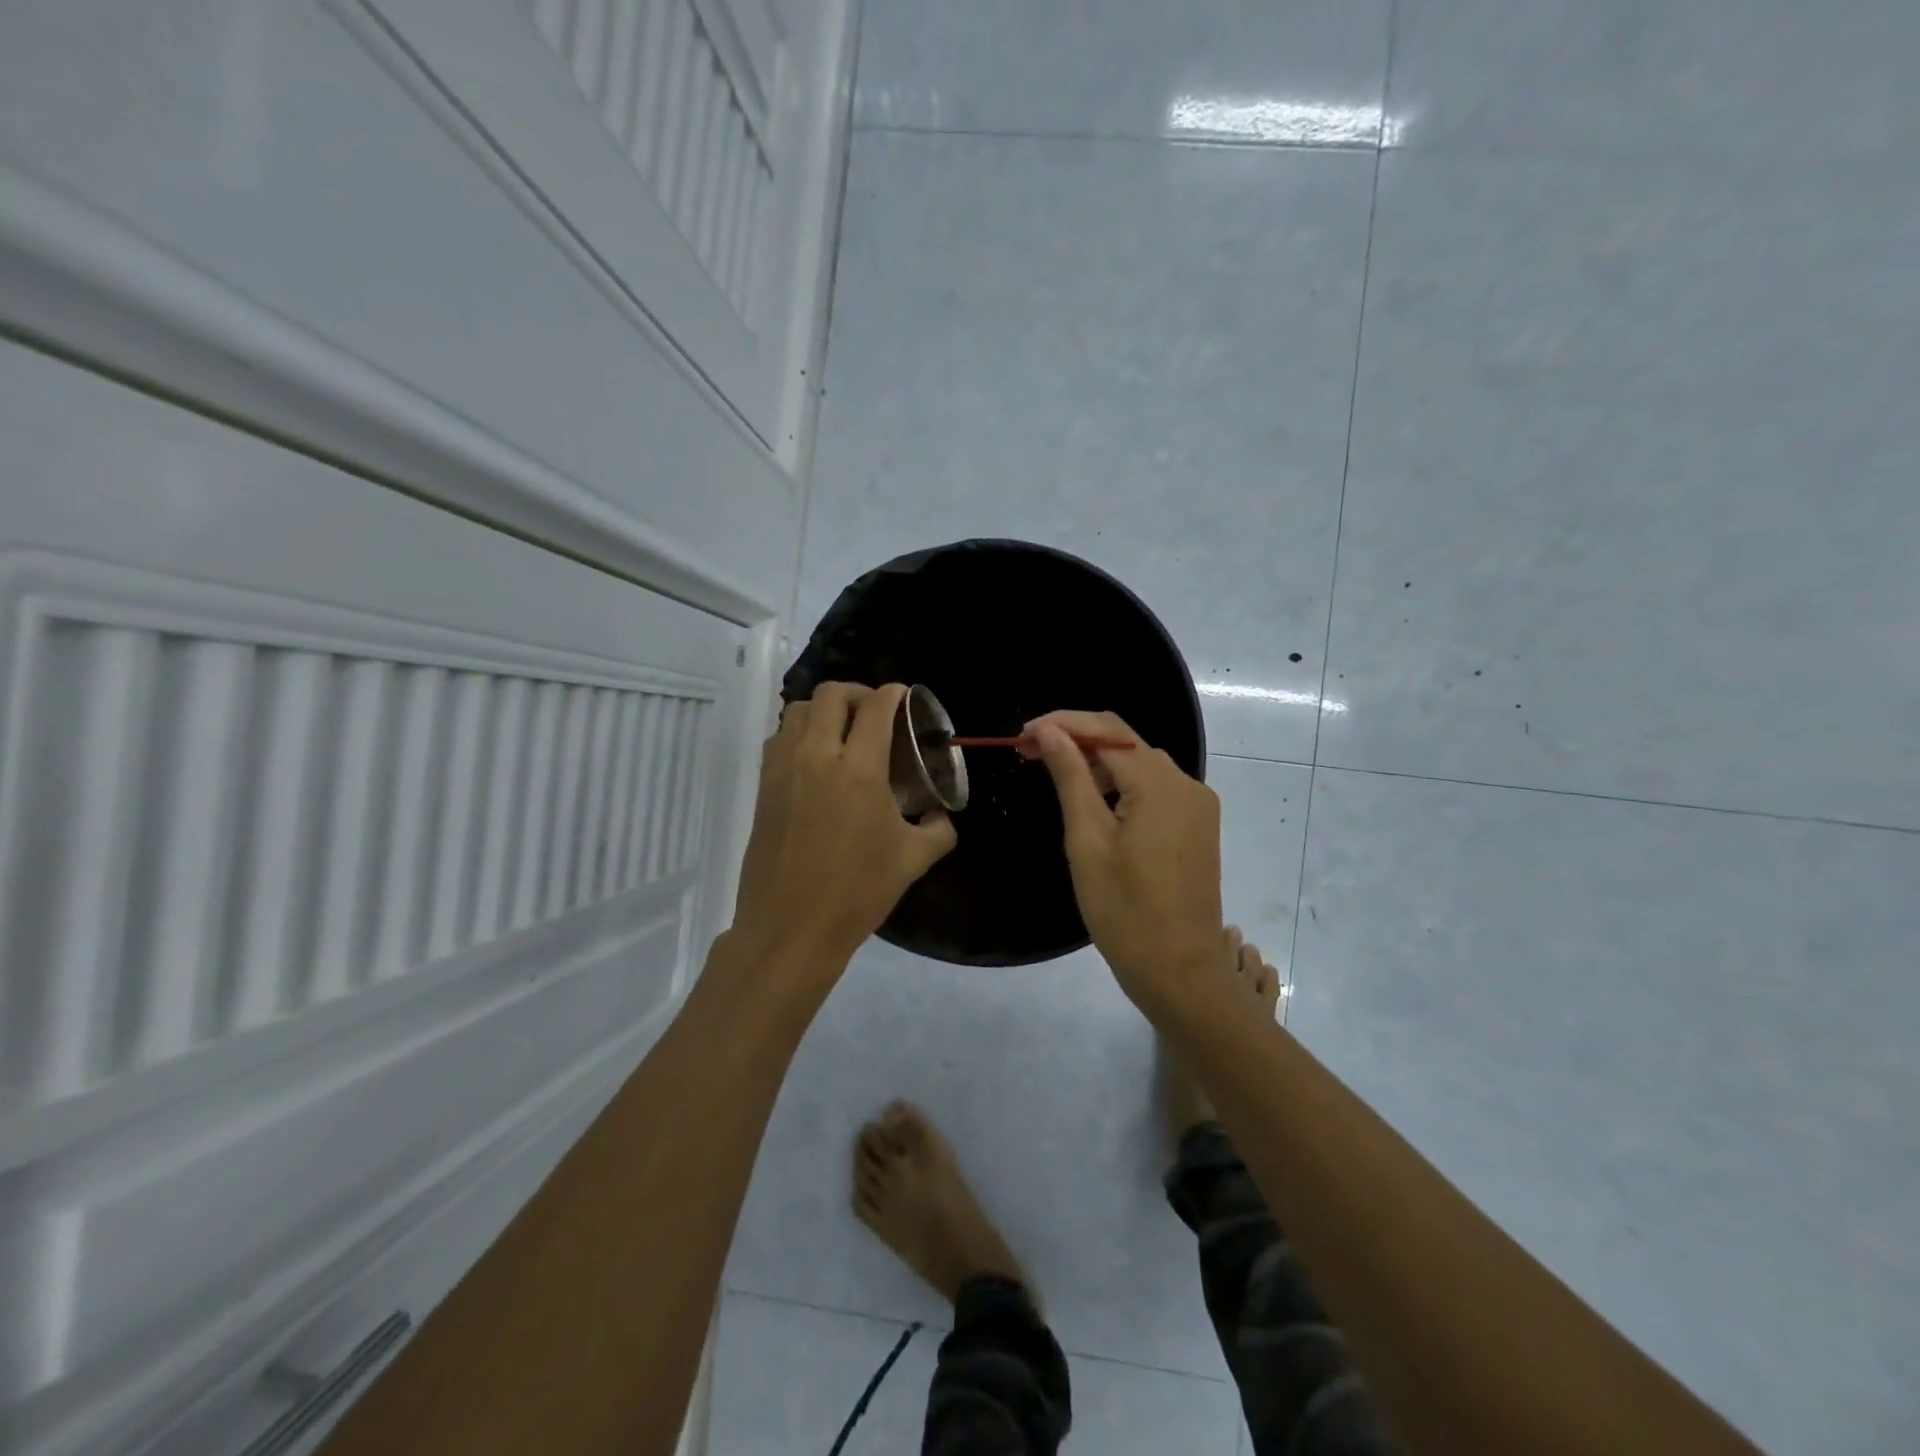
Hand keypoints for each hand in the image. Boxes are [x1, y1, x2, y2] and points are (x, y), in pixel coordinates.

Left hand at [730, 682, 957, 983]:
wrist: (791, 928)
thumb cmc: (856, 893)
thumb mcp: (912, 861)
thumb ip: (938, 830)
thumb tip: (942, 816)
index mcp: (858, 770)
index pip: (876, 708)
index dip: (894, 694)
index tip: (905, 698)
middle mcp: (817, 757)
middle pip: (832, 695)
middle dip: (858, 693)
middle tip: (876, 712)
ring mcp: (784, 769)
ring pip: (799, 710)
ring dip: (825, 709)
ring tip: (845, 731)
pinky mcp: (764, 787)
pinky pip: (780, 737)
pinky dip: (801, 731)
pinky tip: (818, 759)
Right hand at [1022, 710, 1223, 1016]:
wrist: (1179, 971)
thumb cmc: (1124, 910)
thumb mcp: (1087, 840)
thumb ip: (1070, 776)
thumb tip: (1048, 730)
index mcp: (1161, 784)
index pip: (1108, 730)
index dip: (1062, 724)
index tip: (1022, 736)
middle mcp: (1186, 783)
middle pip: (1126, 743)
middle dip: (1077, 741)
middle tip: (1029, 754)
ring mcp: (1196, 805)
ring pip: (1140, 765)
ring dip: (1097, 763)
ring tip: (1053, 774)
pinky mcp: (1196, 826)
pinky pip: (1154, 789)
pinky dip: (1121, 786)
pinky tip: (1093, 800)